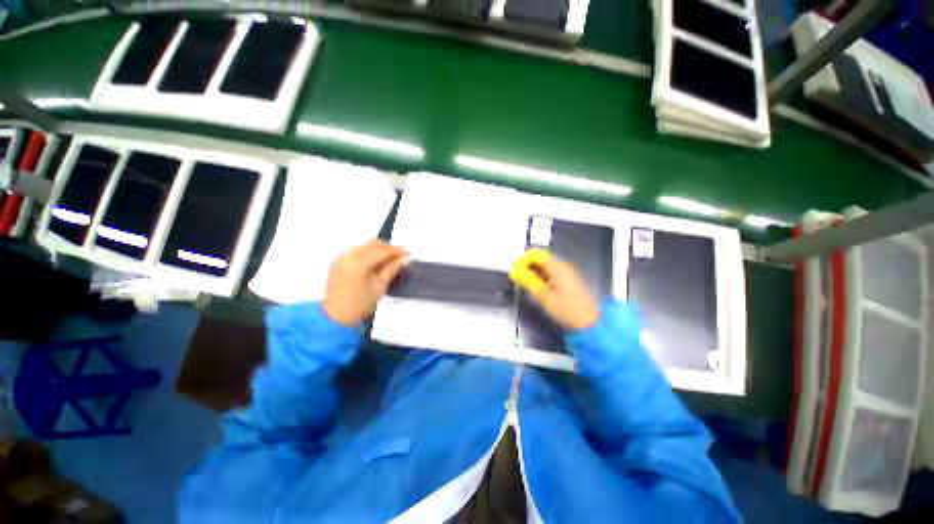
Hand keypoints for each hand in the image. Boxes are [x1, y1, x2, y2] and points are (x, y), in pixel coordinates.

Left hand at [323, 239, 408, 326]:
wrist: (336, 317)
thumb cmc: (361, 304)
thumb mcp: (380, 286)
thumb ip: (392, 269)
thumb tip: (403, 259)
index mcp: (358, 263)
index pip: (381, 251)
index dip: (396, 250)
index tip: (409, 252)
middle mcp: (348, 256)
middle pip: (371, 244)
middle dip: (387, 248)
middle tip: (400, 256)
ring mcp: (341, 258)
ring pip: (364, 246)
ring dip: (378, 250)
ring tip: (390, 259)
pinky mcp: (338, 263)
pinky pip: (356, 252)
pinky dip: (368, 254)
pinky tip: (376, 263)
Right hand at [510, 250, 598, 330]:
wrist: (589, 322)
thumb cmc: (566, 309)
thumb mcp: (544, 297)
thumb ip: (529, 281)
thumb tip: (516, 272)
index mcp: (557, 267)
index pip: (537, 254)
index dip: (524, 259)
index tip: (514, 269)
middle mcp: (563, 265)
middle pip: (541, 258)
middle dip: (528, 264)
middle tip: (517, 275)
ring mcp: (567, 271)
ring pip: (546, 264)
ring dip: (534, 270)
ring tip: (524, 280)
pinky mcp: (568, 278)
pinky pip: (552, 270)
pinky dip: (542, 274)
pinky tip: (536, 284)